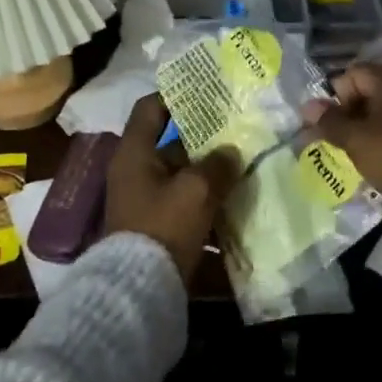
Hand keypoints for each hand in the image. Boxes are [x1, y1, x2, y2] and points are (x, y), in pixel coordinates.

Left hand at [104, 95, 239, 282]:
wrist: (139, 289)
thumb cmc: (163, 226)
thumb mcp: (196, 190)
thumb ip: (217, 165)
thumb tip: (230, 152)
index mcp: (135, 153)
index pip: (150, 108)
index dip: (176, 95)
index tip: (207, 92)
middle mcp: (136, 172)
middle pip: (172, 144)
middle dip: (206, 140)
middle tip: (241, 132)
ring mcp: (146, 201)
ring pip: (183, 176)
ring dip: (210, 174)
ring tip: (246, 167)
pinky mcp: (157, 227)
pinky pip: (185, 205)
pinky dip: (207, 202)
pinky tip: (237, 203)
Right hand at [303, 64, 381, 235]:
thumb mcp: (357, 141)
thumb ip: (330, 122)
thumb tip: (308, 105)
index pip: (351, 74)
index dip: (334, 98)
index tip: (328, 127)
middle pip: (368, 93)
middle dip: (348, 117)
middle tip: (337, 145)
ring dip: (367, 134)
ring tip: (356, 159)